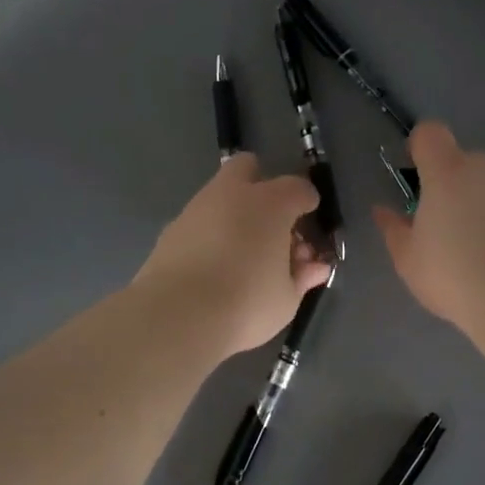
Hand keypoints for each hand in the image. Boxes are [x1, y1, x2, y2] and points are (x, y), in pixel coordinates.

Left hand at [136, 154, 333, 358]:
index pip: (298, 188)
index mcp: (270, 204)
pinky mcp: (170, 230)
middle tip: (271, 222)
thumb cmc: (246, 304)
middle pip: (248, 167)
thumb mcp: (287, 298)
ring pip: (219, 194)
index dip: (308, 203)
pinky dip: (211, 234)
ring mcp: (196, 209)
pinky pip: (199, 221)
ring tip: (243, 252)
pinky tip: (214, 264)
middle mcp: (232, 195)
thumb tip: (314, 266)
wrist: (177, 317)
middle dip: (262, 185)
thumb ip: (302, 276)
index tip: (310, 222)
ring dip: (234, 212)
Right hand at [372, 122, 484, 329]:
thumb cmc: (450, 273)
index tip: (414, 175)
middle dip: (451, 182)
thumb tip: (383, 211)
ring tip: (475, 247)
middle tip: (442, 223)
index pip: (430, 134)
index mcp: (447, 172)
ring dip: (480, 203)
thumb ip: (393, 229)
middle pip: (463, 160)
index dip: (419, 147)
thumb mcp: (408, 258)